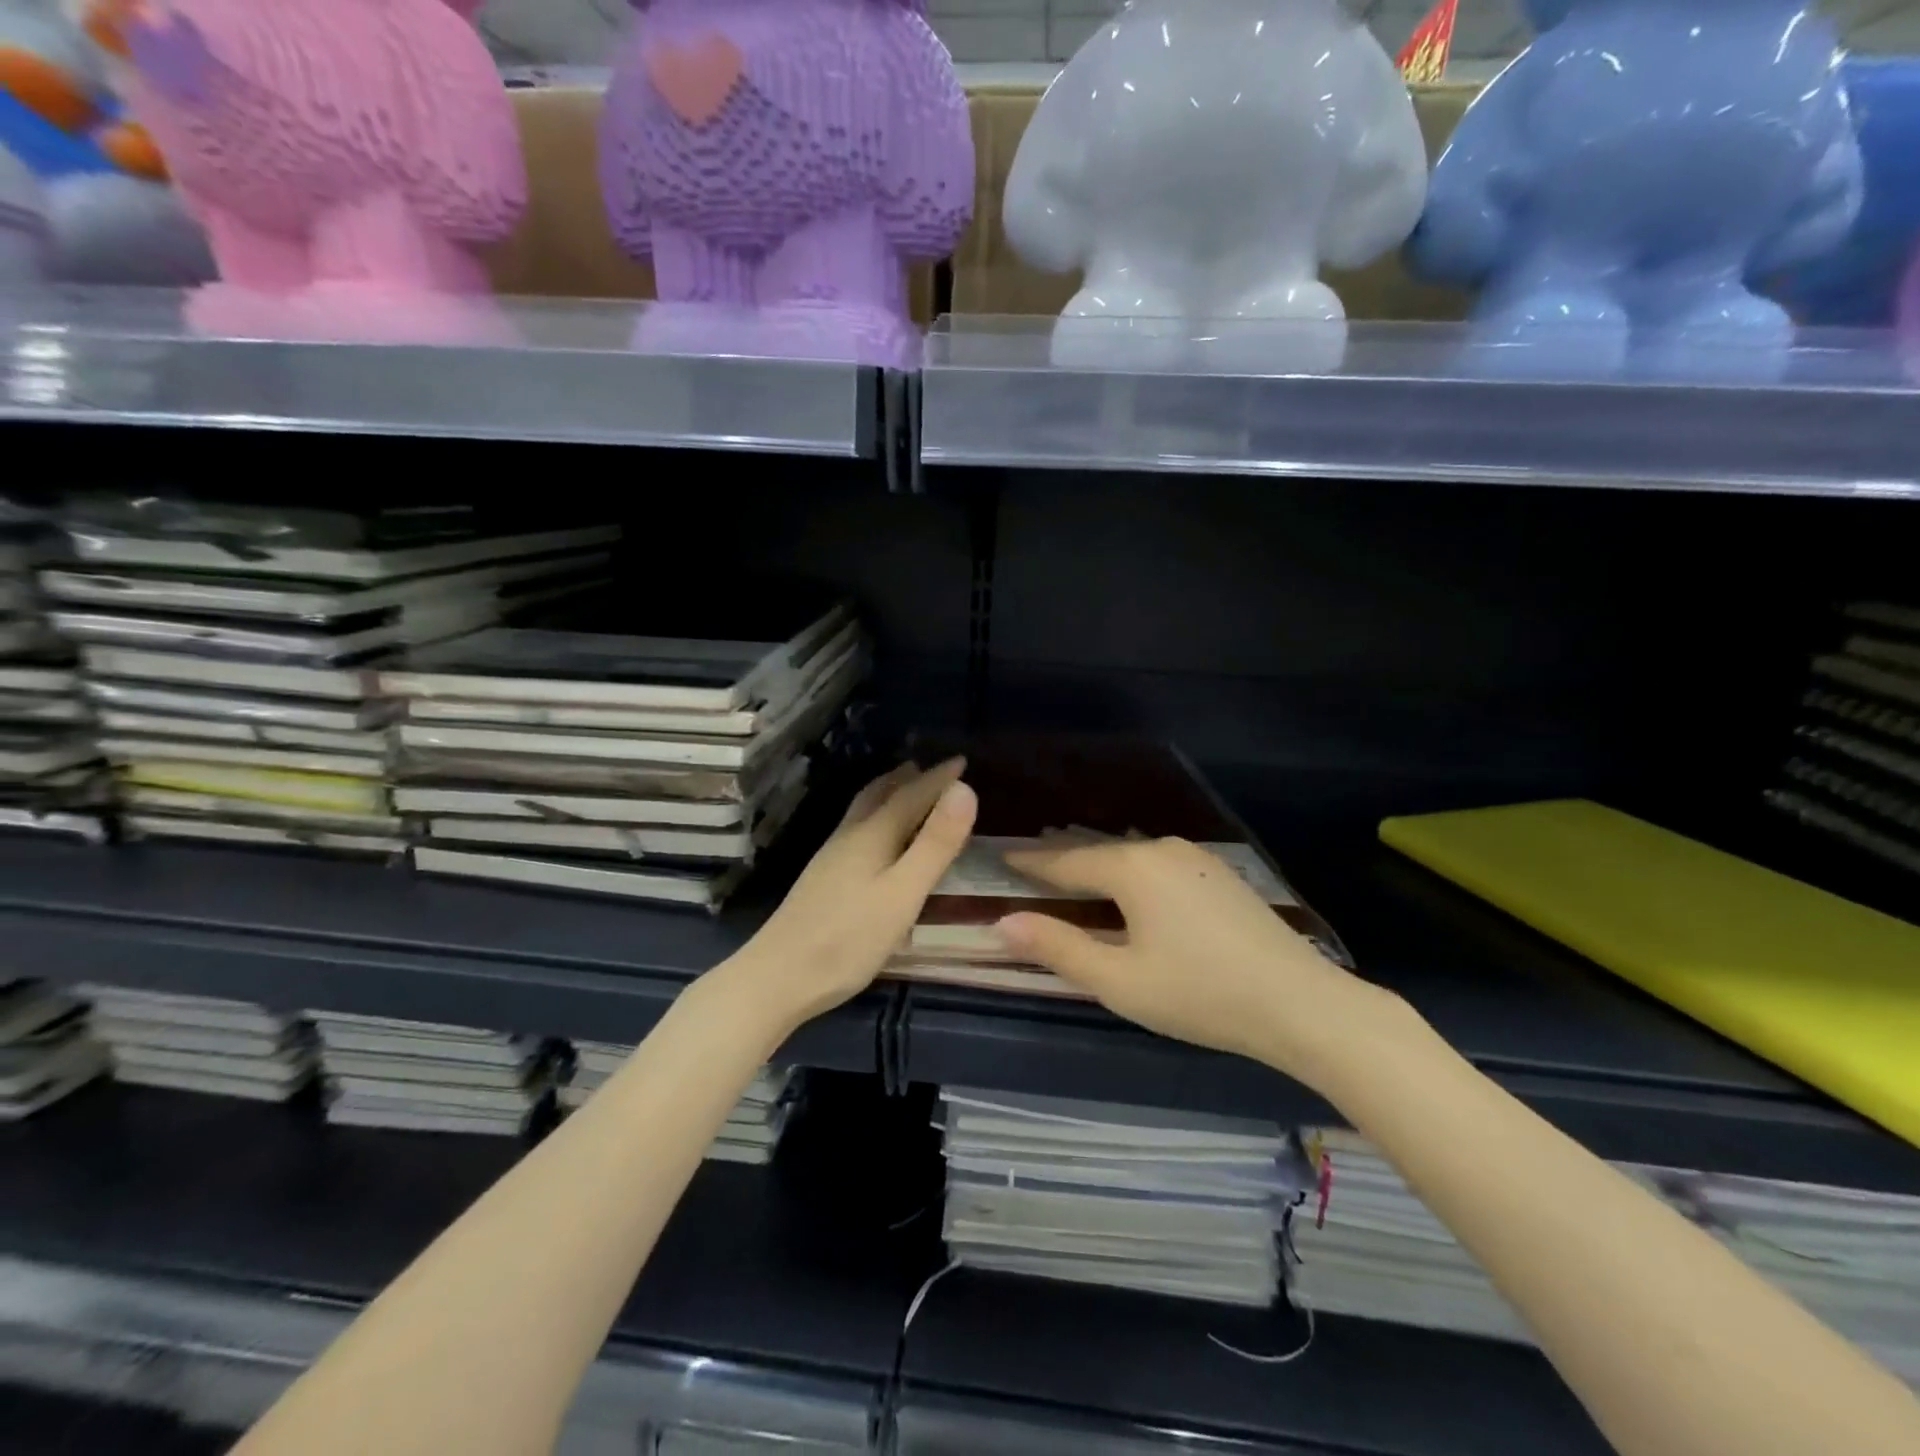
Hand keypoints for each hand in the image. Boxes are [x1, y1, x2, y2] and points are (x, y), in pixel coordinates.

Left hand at [723, 758, 975, 1034]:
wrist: (778, 977)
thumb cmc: (849, 939)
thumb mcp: (903, 893)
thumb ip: (935, 844)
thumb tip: (965, 789)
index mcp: (872, 835)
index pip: (911, 794)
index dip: (939, 778)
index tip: (962, 761)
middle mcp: (849, 837)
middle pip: (879, 795)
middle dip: (908, 779)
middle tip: (932, 769)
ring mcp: (831, 858)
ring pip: (863, 812)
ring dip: (888, 795)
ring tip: (905, 792)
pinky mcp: (823, 880)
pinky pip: (857, 831)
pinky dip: (877, 818)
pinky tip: (877, 841)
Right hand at [996, 837, 1407, 1090]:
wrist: (1301, 1003)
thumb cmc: (1200, 994)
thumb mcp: (1119, 981)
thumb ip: (1059, 948)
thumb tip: (1003, 923)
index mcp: (1132, 868)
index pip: (1066, 862)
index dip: (1032, 864)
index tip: (1004, 859)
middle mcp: (1161, 850)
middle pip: (1099, 852)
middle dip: (1064, 860)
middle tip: (1031, 865)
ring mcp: (1196, 858)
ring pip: (1131, 855)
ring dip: (1099, 865)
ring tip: (1074, 872)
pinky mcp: (1220, 874)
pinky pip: (1158, 864)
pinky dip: (1131, 872)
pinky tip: (1131, 887)